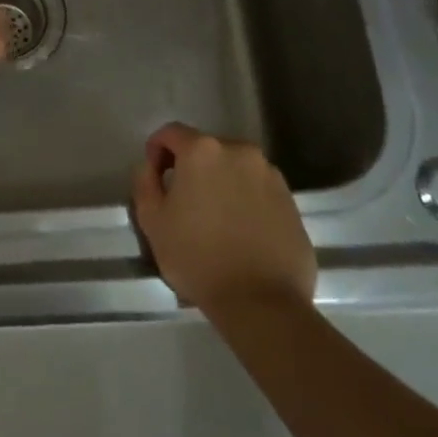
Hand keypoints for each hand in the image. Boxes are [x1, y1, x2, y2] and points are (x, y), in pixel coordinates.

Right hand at [131, 122, 316, 310]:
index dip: (156, 151)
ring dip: (220, 183)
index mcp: (203, 151)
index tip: (155, 177)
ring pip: (234, 169)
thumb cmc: (197, 258)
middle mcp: (240, 152)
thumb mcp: (152, 221)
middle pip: (206, 149)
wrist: (262, 303)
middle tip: (183, 201)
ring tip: (214, 219)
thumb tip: (150, 167)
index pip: (171, 133)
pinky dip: (245, 200)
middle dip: (191, 168)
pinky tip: (240, 232)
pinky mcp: (292, 201)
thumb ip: (145, 182)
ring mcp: (270, 175)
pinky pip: (258, 190)